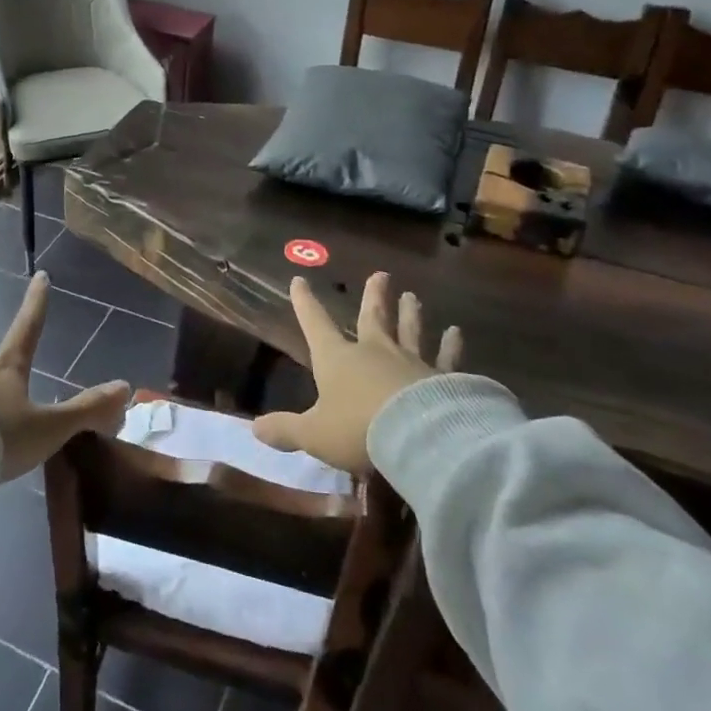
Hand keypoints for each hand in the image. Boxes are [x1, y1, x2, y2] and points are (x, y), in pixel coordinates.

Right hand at [253, 271, 460, 475]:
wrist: (418, 436)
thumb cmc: (357, 430)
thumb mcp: (314, 434)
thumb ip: (286, 430)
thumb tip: (254, 427)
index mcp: (337, 359)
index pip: (315, 324)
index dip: (305, 303)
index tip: (299, 280)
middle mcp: (373, 351)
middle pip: (372, 317)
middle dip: (374, 296)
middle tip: (380, 274)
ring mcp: (410, 361)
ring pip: (409, 330)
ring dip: (410, 313)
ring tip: (412, 296)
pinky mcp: (442, 377)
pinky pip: (446, 357)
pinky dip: (451, 345)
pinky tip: (456, 333)